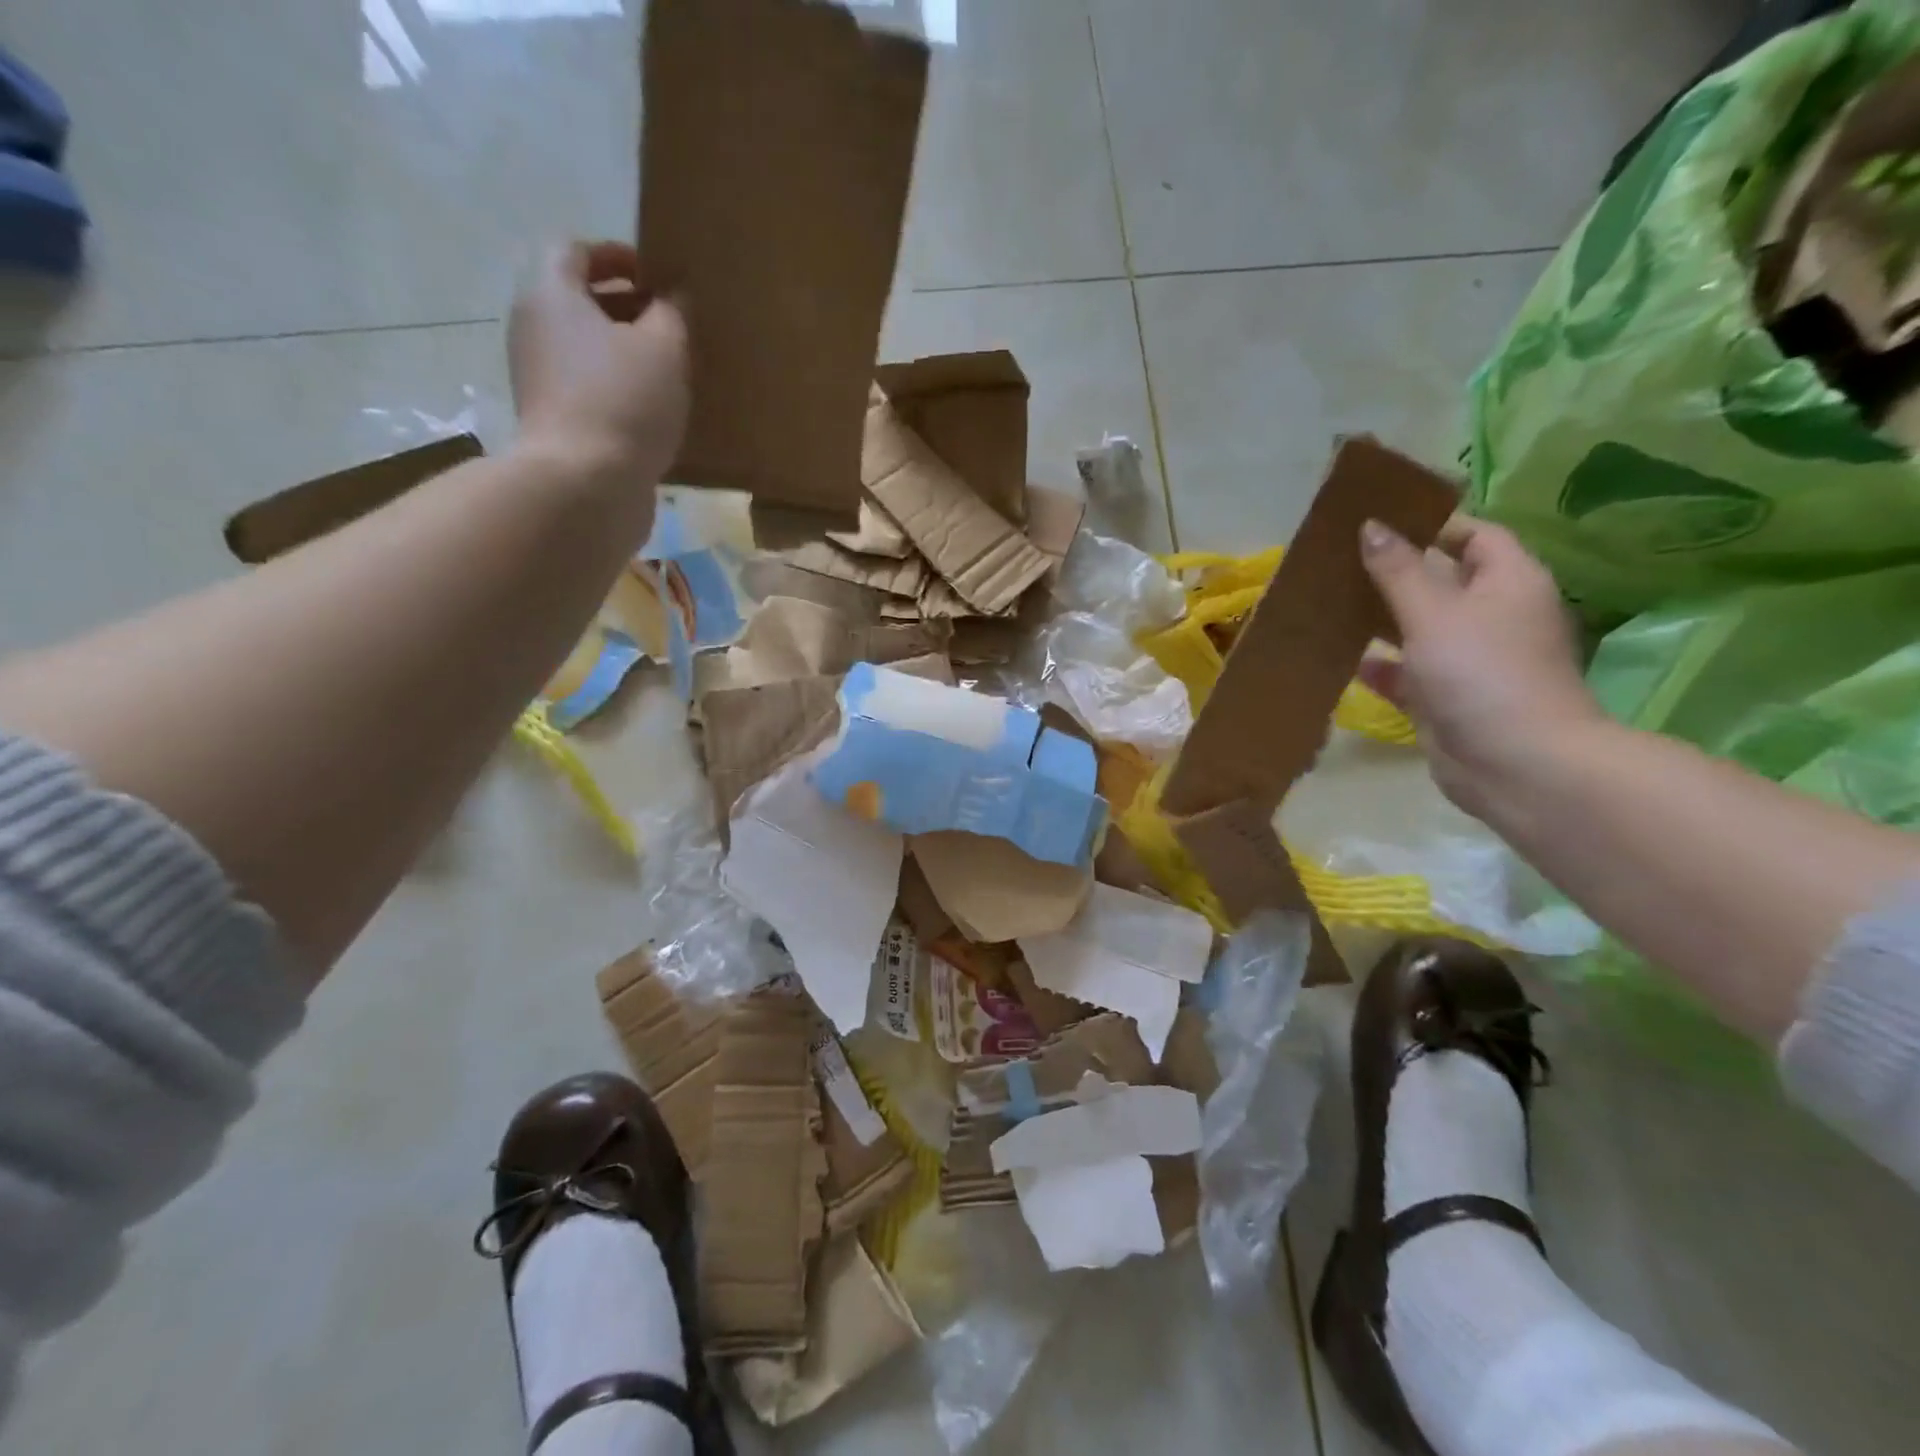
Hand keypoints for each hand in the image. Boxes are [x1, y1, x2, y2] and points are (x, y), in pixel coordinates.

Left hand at [508, 240, 688, 484]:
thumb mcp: (664, 348)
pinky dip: (618, 391)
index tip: (656, 275)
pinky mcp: (555, 423)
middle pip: (577, 301)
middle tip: (671, 324)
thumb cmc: (624, 402)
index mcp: (552, 295)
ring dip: (624, 353)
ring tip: (670, 371)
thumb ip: (672, 313)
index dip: (616, 255)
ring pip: (584, 350)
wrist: (585, 485)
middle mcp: (534, 330)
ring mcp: (540, 380)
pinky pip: (588, 390)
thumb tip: (672, 297)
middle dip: (624, 306)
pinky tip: (655, 412)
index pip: (574, 250)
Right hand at [1358, 516, 1603, 817]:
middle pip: (1441, 581)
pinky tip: (1342, 659)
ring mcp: (1470, 660)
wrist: (1515, 762)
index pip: (1475, 535)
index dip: (1432, 524)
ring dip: (1381, 620)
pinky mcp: (1447, 699)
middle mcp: (1493, 616)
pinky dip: (1380, 666)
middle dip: (1395, 573)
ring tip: (1330, 604)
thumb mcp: (1432, 612)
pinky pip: (1408, 673)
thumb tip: (1371, 525)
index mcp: (1508, 582)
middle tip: (1341, 562)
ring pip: (1419, 629)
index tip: (1380, 521)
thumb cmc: (1481, 672)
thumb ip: (1397, 570)